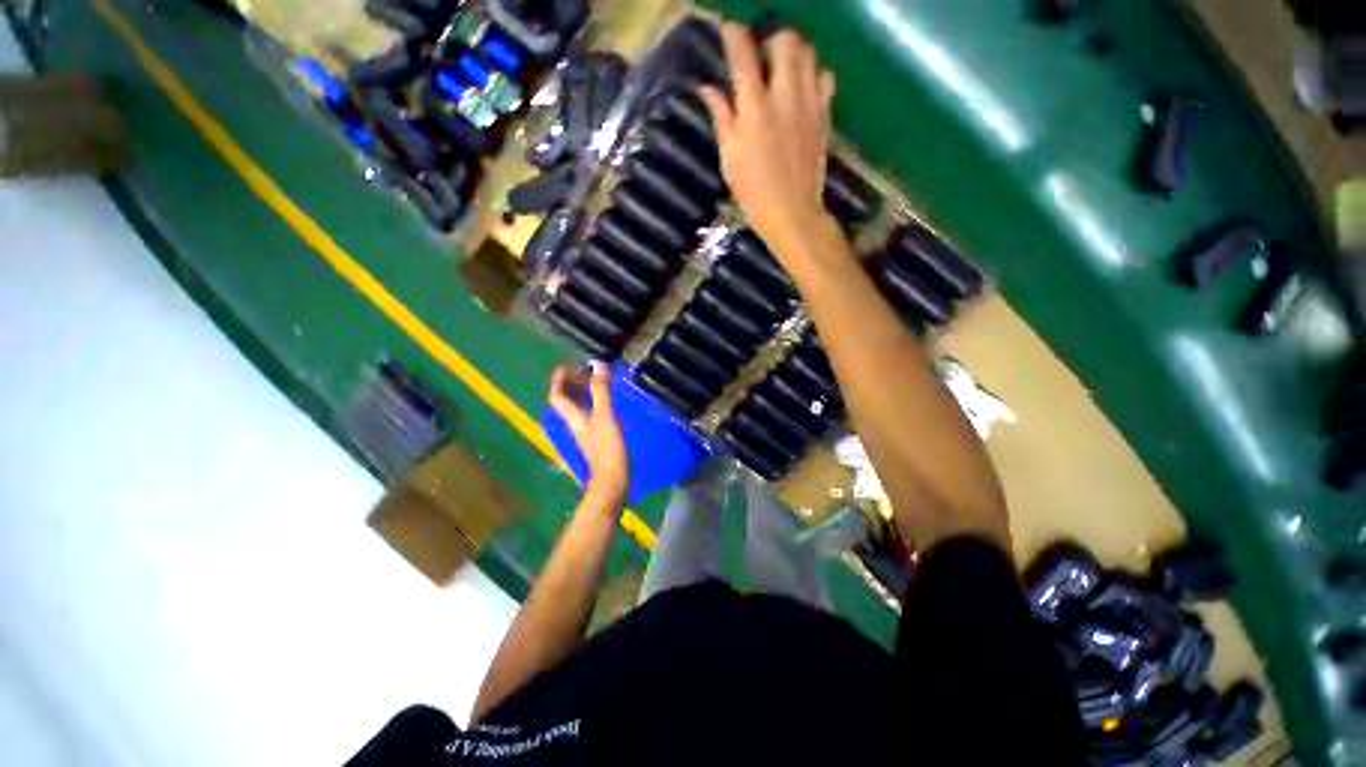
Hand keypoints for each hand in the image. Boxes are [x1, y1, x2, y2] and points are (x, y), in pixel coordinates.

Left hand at [549, 362, 628, 507]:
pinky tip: (606, 402)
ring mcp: (585, 431)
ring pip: (577, 407)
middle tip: (586, 371)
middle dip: (571, 383)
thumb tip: (597, 364)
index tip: (571, 366)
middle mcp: (575, 422)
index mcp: (573, 416)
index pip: (557, 395)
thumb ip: (601, 390)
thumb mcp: (605, 415)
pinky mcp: (596, 437)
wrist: (613, 478)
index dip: (560, 379)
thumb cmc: (607, 447)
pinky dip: (594, 403)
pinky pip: (589, 413)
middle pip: (565, 400)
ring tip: (596, 382)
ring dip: (583, 392)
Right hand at [698, 24, 837, 253]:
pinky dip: (814, 72)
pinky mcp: (824, 114)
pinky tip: (802, 87)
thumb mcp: (730, 157)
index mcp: (754, 108)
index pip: (743, 53)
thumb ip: (721, 116)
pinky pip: (825, 76)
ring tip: (782, 68)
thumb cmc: (753, 191)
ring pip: (808, 52)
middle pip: (784, 40)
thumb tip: (707, 88)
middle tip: (761, 55)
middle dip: (770, 39)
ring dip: (793, 51)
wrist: (792, 212)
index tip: (728, 31)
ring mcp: (809, 103)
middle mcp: (784, 96)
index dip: (733, 34)